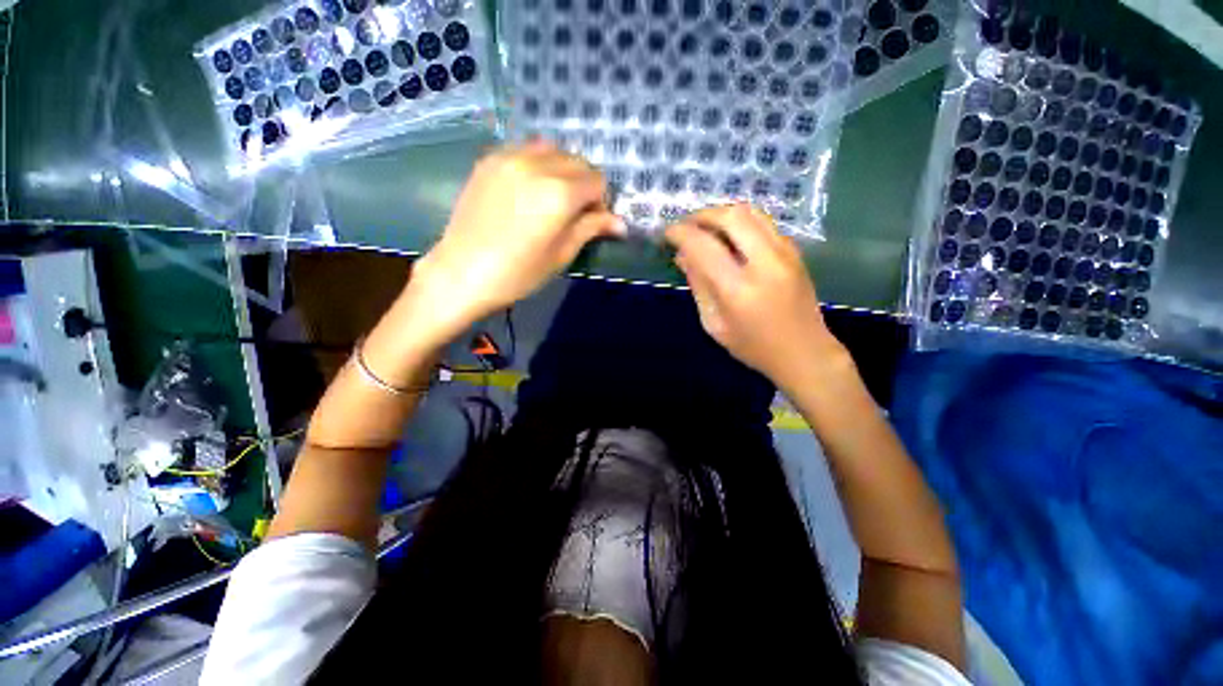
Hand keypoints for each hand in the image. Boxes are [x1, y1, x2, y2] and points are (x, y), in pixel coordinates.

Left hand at [406, 141, 623, 342]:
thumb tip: (620, 223)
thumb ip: (591, 229)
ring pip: (553, 150)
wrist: (461, 272)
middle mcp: (538, 165)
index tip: (593, 221)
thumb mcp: (561, 255)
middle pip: (578, 161)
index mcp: (560, 193)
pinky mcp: (490, 159)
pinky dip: (537, 163)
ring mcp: (510, 157)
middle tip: (574, 212)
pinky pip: (525, 150)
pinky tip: (529, 188)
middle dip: (584, 185)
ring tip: (551, 197)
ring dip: (562, 170)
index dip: (601, 202)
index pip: (598, 181)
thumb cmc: (518, 273)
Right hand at [664, 204, 846, 387]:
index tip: (668, 233)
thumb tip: (682, 255)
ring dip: (723, 214)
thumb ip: (699, 286)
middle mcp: (765, 263)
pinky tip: (730, 238)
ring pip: (752, 213)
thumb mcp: (714, 324)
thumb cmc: (753, 347)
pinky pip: (764, 224)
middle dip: (703, 215)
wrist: (804, 353)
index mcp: (739, 290)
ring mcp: (786, 254)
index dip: (681, 234)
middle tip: (687, 226)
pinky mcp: (795, 252)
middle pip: (732, 217)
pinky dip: (741, 223)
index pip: (704, 247)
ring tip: (706, 227)